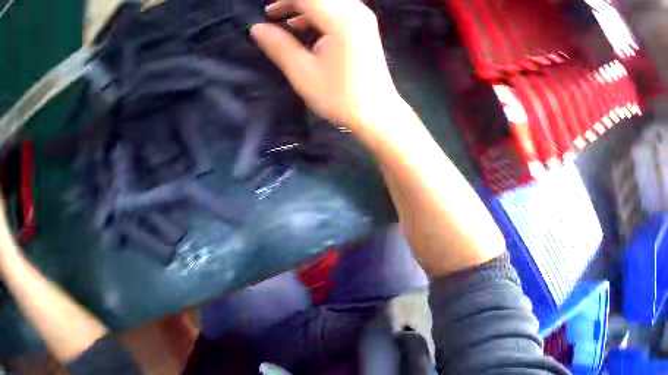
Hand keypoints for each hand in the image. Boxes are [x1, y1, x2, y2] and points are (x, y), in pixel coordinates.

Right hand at [251, 0, 401, 131]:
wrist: (377, 112)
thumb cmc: (339, 96)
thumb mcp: (302, 72)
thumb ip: (278, 45)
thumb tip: (256, 28)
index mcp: (340, 20)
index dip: (282, 0)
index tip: (263, 12)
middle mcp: (355, 11)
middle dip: (290, 1)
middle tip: (269, 12)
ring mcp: (362, 17)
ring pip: (327, 0)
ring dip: (301, 4)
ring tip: (277, 15)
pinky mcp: (363, 25)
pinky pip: (336, 7)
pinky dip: (315, 11)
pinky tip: (299, 25)